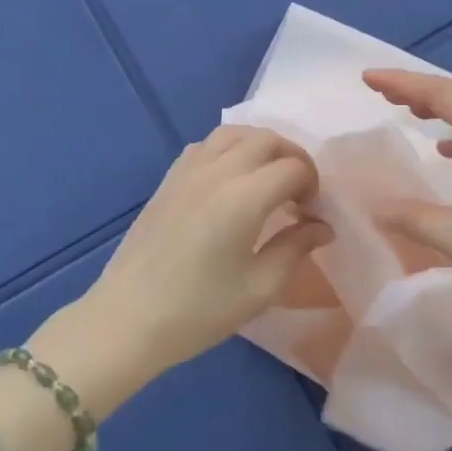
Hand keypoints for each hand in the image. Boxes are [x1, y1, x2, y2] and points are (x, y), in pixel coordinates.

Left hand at [80, 126, 331, 378]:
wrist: (129, 317)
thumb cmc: (199, 309)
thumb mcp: (260, 287)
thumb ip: (296, 248)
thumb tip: (322, 226)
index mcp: (244, 196)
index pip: (293, 168)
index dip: (312, 187)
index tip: (312, 217)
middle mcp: (217, 170)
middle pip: (267, 139)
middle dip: (292, 159)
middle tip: (298, 194)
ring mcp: (188, 169)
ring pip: (234, 133)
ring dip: (260, 146)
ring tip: (268, 179)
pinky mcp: (169, 177)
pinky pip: (206, 144)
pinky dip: (229, 149)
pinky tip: (231, 180)